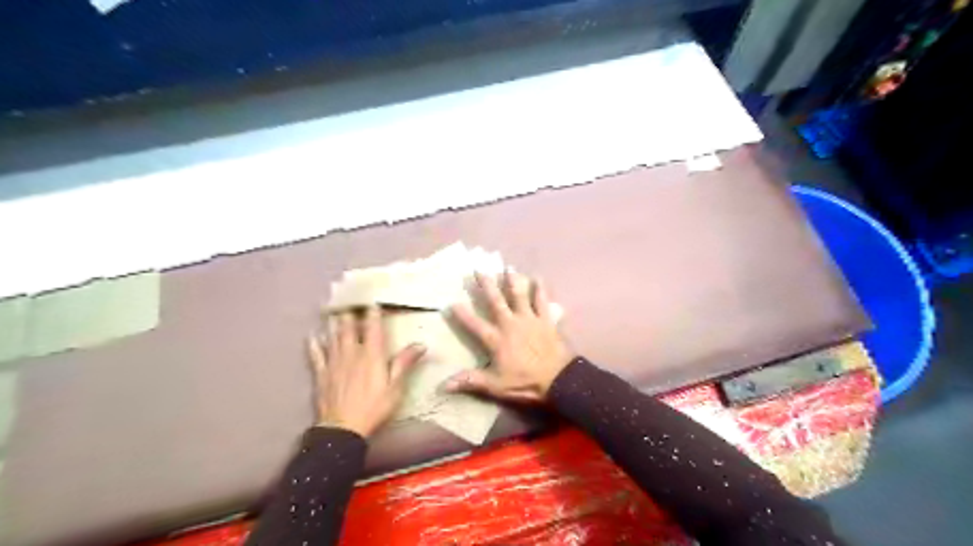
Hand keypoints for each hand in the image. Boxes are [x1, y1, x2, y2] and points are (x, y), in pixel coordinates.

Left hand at [305, 307, 424, 439]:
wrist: (343, 428)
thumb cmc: (374, 407)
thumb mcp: (395, 387)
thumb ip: (405, 363)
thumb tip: (421, 344)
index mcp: (372, 355)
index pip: (373, 328)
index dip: (373, 313)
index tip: (373, 302)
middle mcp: (352, 353)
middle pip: (350, 328)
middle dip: (351, 314)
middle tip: (350, 303)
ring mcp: (334, 363)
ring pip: (333, 337)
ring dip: (334, 324)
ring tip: (334, 312)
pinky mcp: (322, 374)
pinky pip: (316, 355)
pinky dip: (314, 344)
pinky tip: (312, 336)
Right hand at [444, 272, 571, 402]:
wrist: (558, 379)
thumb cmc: (525, 382)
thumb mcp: (496, 385)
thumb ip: (471, 381)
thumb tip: (444, 385)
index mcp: (497, 339)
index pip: (475, 325)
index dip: (462, 314)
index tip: (451, 302)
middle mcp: (511, 324)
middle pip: (496, 301)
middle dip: (487, 285)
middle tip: (479, 269)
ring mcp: (529, 320)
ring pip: (518, 296)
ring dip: (512, 281)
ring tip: (507, 267)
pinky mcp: (545, 320)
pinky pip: (542, 301)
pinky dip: (540, 290)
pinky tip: (539, 278)